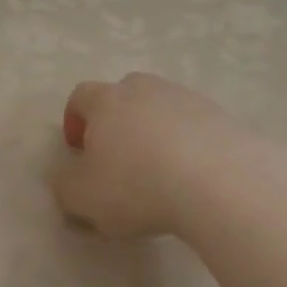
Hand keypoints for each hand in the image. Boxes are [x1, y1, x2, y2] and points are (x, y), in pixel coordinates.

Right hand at [50, 73, 251, 237]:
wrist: (219, 182)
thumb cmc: (137, 186)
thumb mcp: (82, 197)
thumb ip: (64, 186)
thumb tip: (69, 178)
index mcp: (106, 100)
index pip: (81, 96)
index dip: (75, 121)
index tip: (79, 152)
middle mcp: (146, 89)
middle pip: (124, 95)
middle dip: (117, 123)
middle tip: (119, 161)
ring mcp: (187, 99)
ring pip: (162, 110)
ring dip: (155, 134)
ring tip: (160, 173)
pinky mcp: (222, 116)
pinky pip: (194, 127)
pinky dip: (188, 146)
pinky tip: (192, 178)